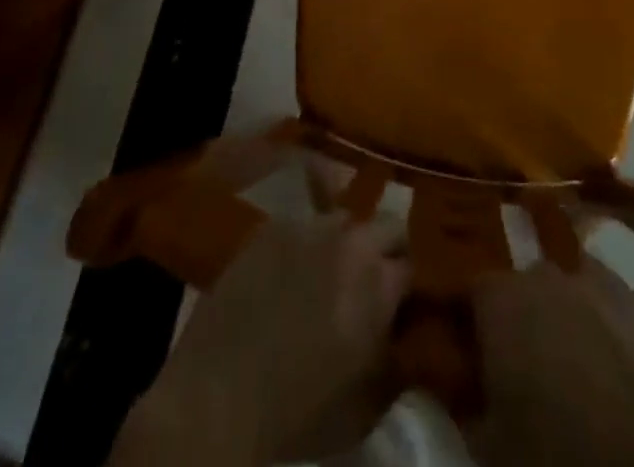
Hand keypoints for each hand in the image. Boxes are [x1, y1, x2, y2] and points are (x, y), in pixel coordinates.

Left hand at [128, 215, 410, 466]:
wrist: (219, 398)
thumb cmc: (297, 413)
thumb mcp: (366, 401)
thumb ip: (395, 356)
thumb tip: (406, 334)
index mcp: (378, 284)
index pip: (414, 264)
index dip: (408, 284)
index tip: (402, 300)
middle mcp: (350, 242)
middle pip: (388, 225)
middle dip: (386, 249)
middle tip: (371, 279)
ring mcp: (308, 227)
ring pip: (343, 219)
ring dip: (345, 241)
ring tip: (328, 271)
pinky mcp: (271, 227)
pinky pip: (302, 223)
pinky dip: (305, 242)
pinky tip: (290, 270)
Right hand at [464, 257, 633, 466]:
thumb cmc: (554, 449)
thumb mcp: (489, 447)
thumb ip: (467, 408)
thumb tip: (461, 394)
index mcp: (498, 300)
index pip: (471, 293)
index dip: (472, 323)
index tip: (473, 355)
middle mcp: (540, 274)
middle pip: (522, 287)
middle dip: (522, 319)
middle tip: (525, 368)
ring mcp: (591, 280)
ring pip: (567, 290)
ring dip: (564, 317)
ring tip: (572, 366)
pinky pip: (606, 301)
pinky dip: (603, 323)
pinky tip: (611, 361)